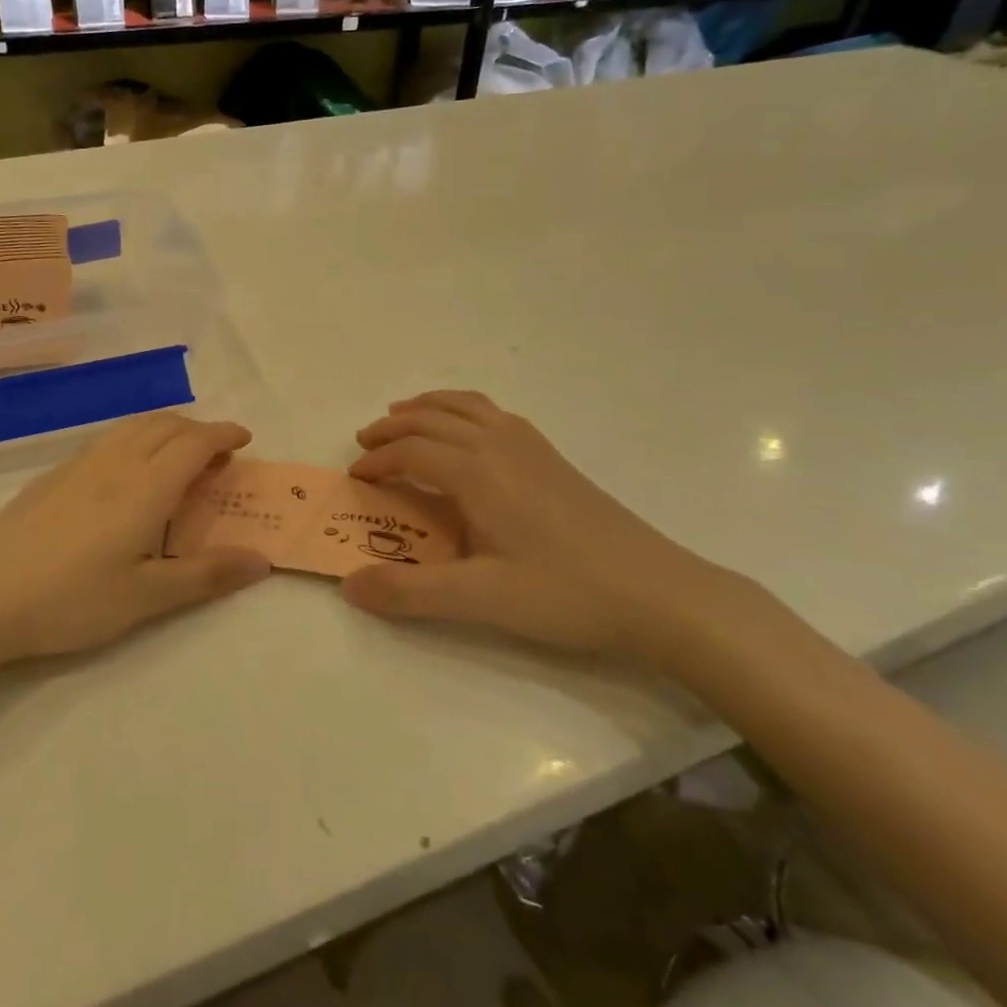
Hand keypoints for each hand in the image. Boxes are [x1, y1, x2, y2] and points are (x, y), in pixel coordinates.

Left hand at [0, 413, 270, 661]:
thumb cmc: (71, 601)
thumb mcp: (146, 597)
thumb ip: (206, 576)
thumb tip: (262, 560)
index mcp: (146, 486)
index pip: (194, 442)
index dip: (223, 435)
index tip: (244, 440)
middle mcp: (116, 462)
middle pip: (166, 424)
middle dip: (198, 429)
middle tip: (217, 454)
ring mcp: (79, 464)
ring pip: (133, 426)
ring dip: (166, 428)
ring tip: (178, 454)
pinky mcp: (53, 475)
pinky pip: (108, 439)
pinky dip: (136, 437)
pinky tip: (127, 470)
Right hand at [340, 391, 739, 662]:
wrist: (657, 593)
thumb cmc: (565, 593)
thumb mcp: (480, 600)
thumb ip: (409, 591)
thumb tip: (348, 586)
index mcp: (477, 472)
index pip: (411, 451)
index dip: (377, 461)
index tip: (355, 480)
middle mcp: (499, 445)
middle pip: (432, 418)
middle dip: (392, 427)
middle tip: (364, 442)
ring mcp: (531, 446)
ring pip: (466, 406)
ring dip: (427, 407)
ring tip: (403, 417)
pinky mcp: (553, 457)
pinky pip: (494, 414)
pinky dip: (463, 410)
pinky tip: (467, 435)